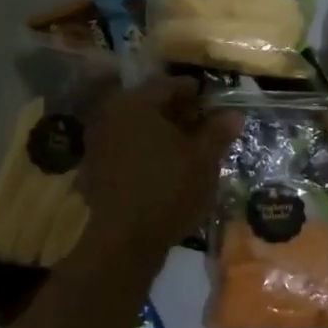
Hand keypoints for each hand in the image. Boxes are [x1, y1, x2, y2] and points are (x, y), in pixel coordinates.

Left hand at [81, 78, 240, 258]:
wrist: (124, 241)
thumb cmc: (168, 189)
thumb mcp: (204, 159)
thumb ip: (218, 131)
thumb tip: (234, 113)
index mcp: (136, 103)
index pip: (170, 85)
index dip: (195, 93)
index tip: (213, 103)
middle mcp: (111, 115)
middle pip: (150, 106)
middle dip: (177, 114)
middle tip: (203, 126)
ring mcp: (98, 144)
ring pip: (136, 128)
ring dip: (160, 134)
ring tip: (186, 150)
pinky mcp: (94, 170)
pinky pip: (125, 150)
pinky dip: (144, 153)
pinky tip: (163, 170)